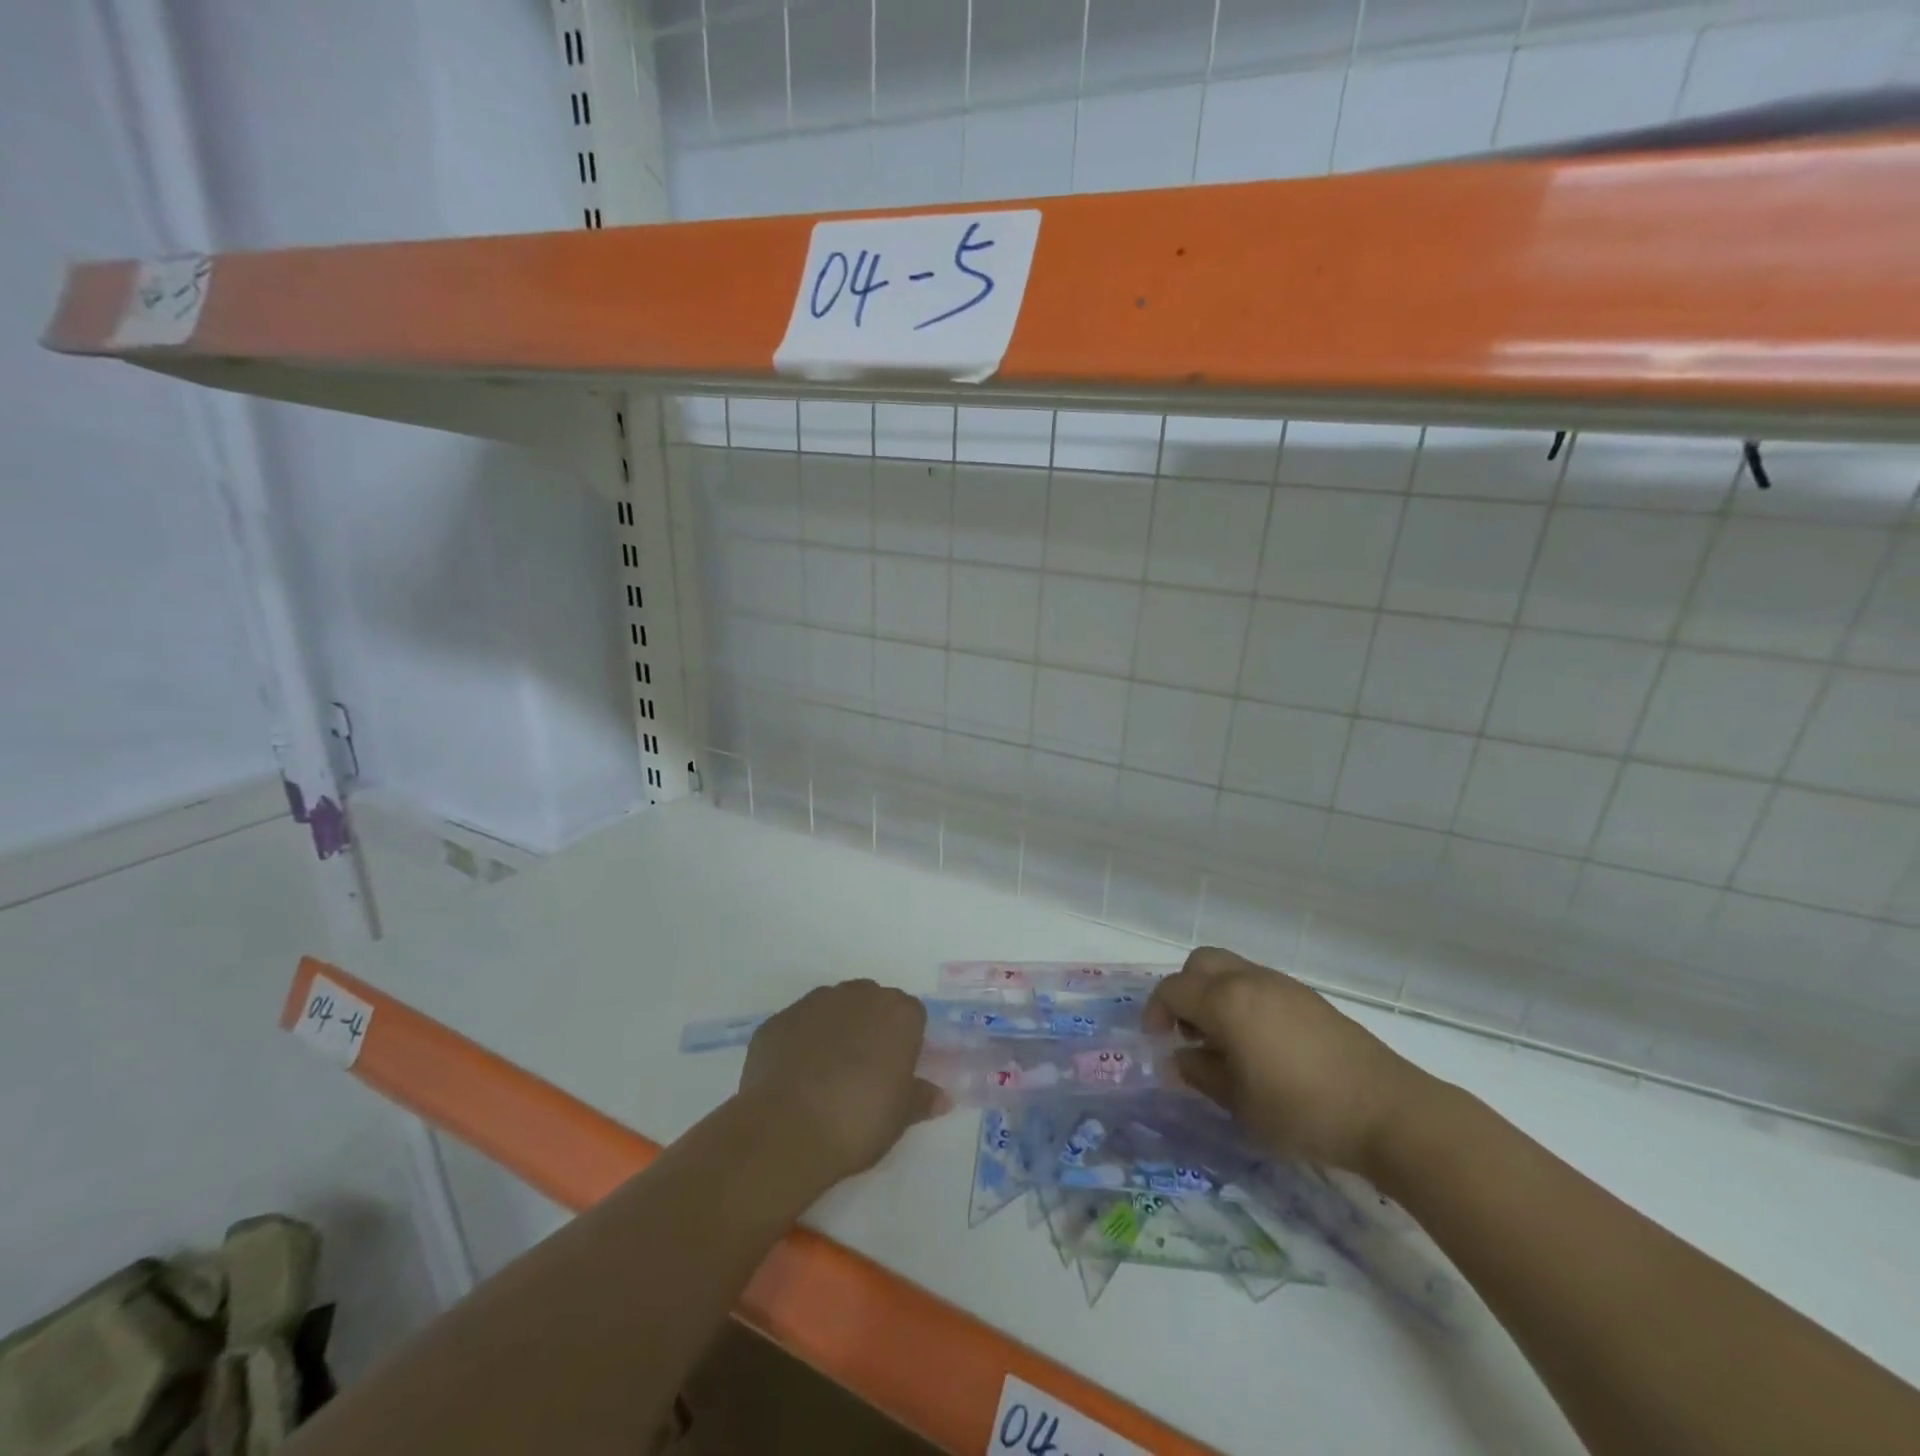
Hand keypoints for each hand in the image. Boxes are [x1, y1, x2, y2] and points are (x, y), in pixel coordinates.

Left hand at [738, 980, 947, 1182]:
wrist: (787, 1129)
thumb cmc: (859, 1119)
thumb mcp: (900, 1117)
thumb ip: (921, 1098)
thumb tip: (941, 1097)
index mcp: (897, 1012)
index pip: (911, 1015)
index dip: (905, 1041)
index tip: (897, 1069)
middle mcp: (858, 995)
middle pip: (871, 1002)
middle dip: (870, 1027)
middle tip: (865, 1070)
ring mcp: (814, 1003)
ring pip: (832, 1008)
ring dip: (834, 1029)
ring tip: (827, 1073)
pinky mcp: (779, 1019)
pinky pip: (798, 1026)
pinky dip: (800, 1042)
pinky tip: (795, 1077)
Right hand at [1144, 947, 1429, 1174]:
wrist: (1388, 1111)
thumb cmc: (1302, 1110)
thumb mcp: (1239, 1103)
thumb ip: (1201, 1074)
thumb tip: (1180, 1058)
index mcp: (1226, 1001)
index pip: (1173, 989)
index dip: (1155, 1012)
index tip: (1156, 1042)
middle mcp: (1250, 980)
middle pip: (1201, 964)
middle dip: (1184, 991)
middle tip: (1188, 1032)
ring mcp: (1283, 985)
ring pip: (1232, 970)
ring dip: (1215, 995)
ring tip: (1224, 1043)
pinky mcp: (1309, 999)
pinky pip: (1259, 985)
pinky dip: (1243, 1001)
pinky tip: (1259, 1044)